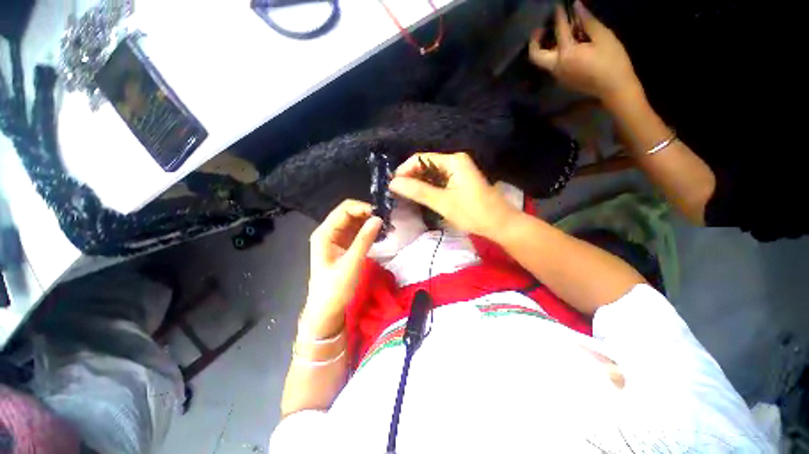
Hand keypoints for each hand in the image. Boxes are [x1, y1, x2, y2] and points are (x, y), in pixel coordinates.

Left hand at [301, 200, 381, 338]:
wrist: (327, 311)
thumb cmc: (335, 289)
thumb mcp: (351, 263)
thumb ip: (364, 239)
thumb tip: (378, 218)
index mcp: (324, 233)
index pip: (344, 210)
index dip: (363, 208)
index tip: (381, 214)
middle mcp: (329, 232)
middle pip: (349, 214)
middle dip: (368, 214)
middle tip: (387, 220)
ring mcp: (336, 239)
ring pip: (354, 222)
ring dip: (369, 222)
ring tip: (387, 227)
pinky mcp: (344, 247)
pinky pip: (357, 232)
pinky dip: (368, 231)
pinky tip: (380, 234)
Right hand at [389, 152, 518, 238]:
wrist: (500, 224)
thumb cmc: (473, 213)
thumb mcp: (443, 202)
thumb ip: (418, 191)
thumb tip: (393, 183)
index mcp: (453, 161)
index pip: (421, 159)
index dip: (405, 170)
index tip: (393, 185)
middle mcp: (455, 161)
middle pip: (426, 165)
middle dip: (411, 177)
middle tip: (397, 192)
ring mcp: (458, 171)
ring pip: (431, 174)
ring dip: (418, 183)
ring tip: (405, 195)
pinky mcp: (460, 181)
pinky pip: (439, 180)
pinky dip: (428, 187)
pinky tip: (421, 196)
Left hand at [529, 2, 643, 107]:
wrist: (614, 88)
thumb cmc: (612, 61)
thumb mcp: (603, 37)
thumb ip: (588, 21)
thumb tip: (576, 6)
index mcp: (566, 54)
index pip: (559, 31)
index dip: (559, 16)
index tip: (557, 7)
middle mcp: (556, 67)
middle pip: (536, 56)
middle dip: (535, 41)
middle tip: (541, 29)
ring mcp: (558, 76)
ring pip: (544, 61)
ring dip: (546, 47)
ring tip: (556, 34)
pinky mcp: (563, 81)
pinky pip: (553, 65)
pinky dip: (555, 54)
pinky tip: (567, 46)